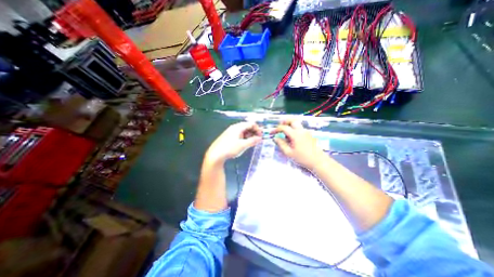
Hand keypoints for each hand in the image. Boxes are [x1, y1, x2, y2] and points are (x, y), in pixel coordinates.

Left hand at [207, 121, 263, 164]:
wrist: (215, 154)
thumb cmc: (230, 149)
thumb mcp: (243, 145)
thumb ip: (252, 141)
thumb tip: (260, 138)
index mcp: (238, 127)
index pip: (251, 124)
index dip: (258, 129)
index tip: (261, 136)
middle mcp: (234, 128)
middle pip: (247, 127)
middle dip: (254, 132)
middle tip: (258, 139)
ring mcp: (231, 132)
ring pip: (243, 131)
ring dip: (249, 135)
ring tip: (253, 142)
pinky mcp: (228, 137)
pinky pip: (239, 135)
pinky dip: (244, 138)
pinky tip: (245, 143)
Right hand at [272, 119, 326, 167]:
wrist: (319, 161)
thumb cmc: (303, 158)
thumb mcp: (289, 153)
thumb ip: (281, 144)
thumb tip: (275, 138)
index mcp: (295, 134)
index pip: (284, 127)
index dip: (276, 129)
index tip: (271, 133)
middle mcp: (301, 131)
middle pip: (292, 120)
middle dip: (285, 122)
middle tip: (279, 127)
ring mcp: (306, 132)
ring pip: (297, 124)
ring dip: (289, 125)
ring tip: (285, 134)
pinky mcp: (309, 135)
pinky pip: (299, 129)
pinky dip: (294, 129)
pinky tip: (292, 138)